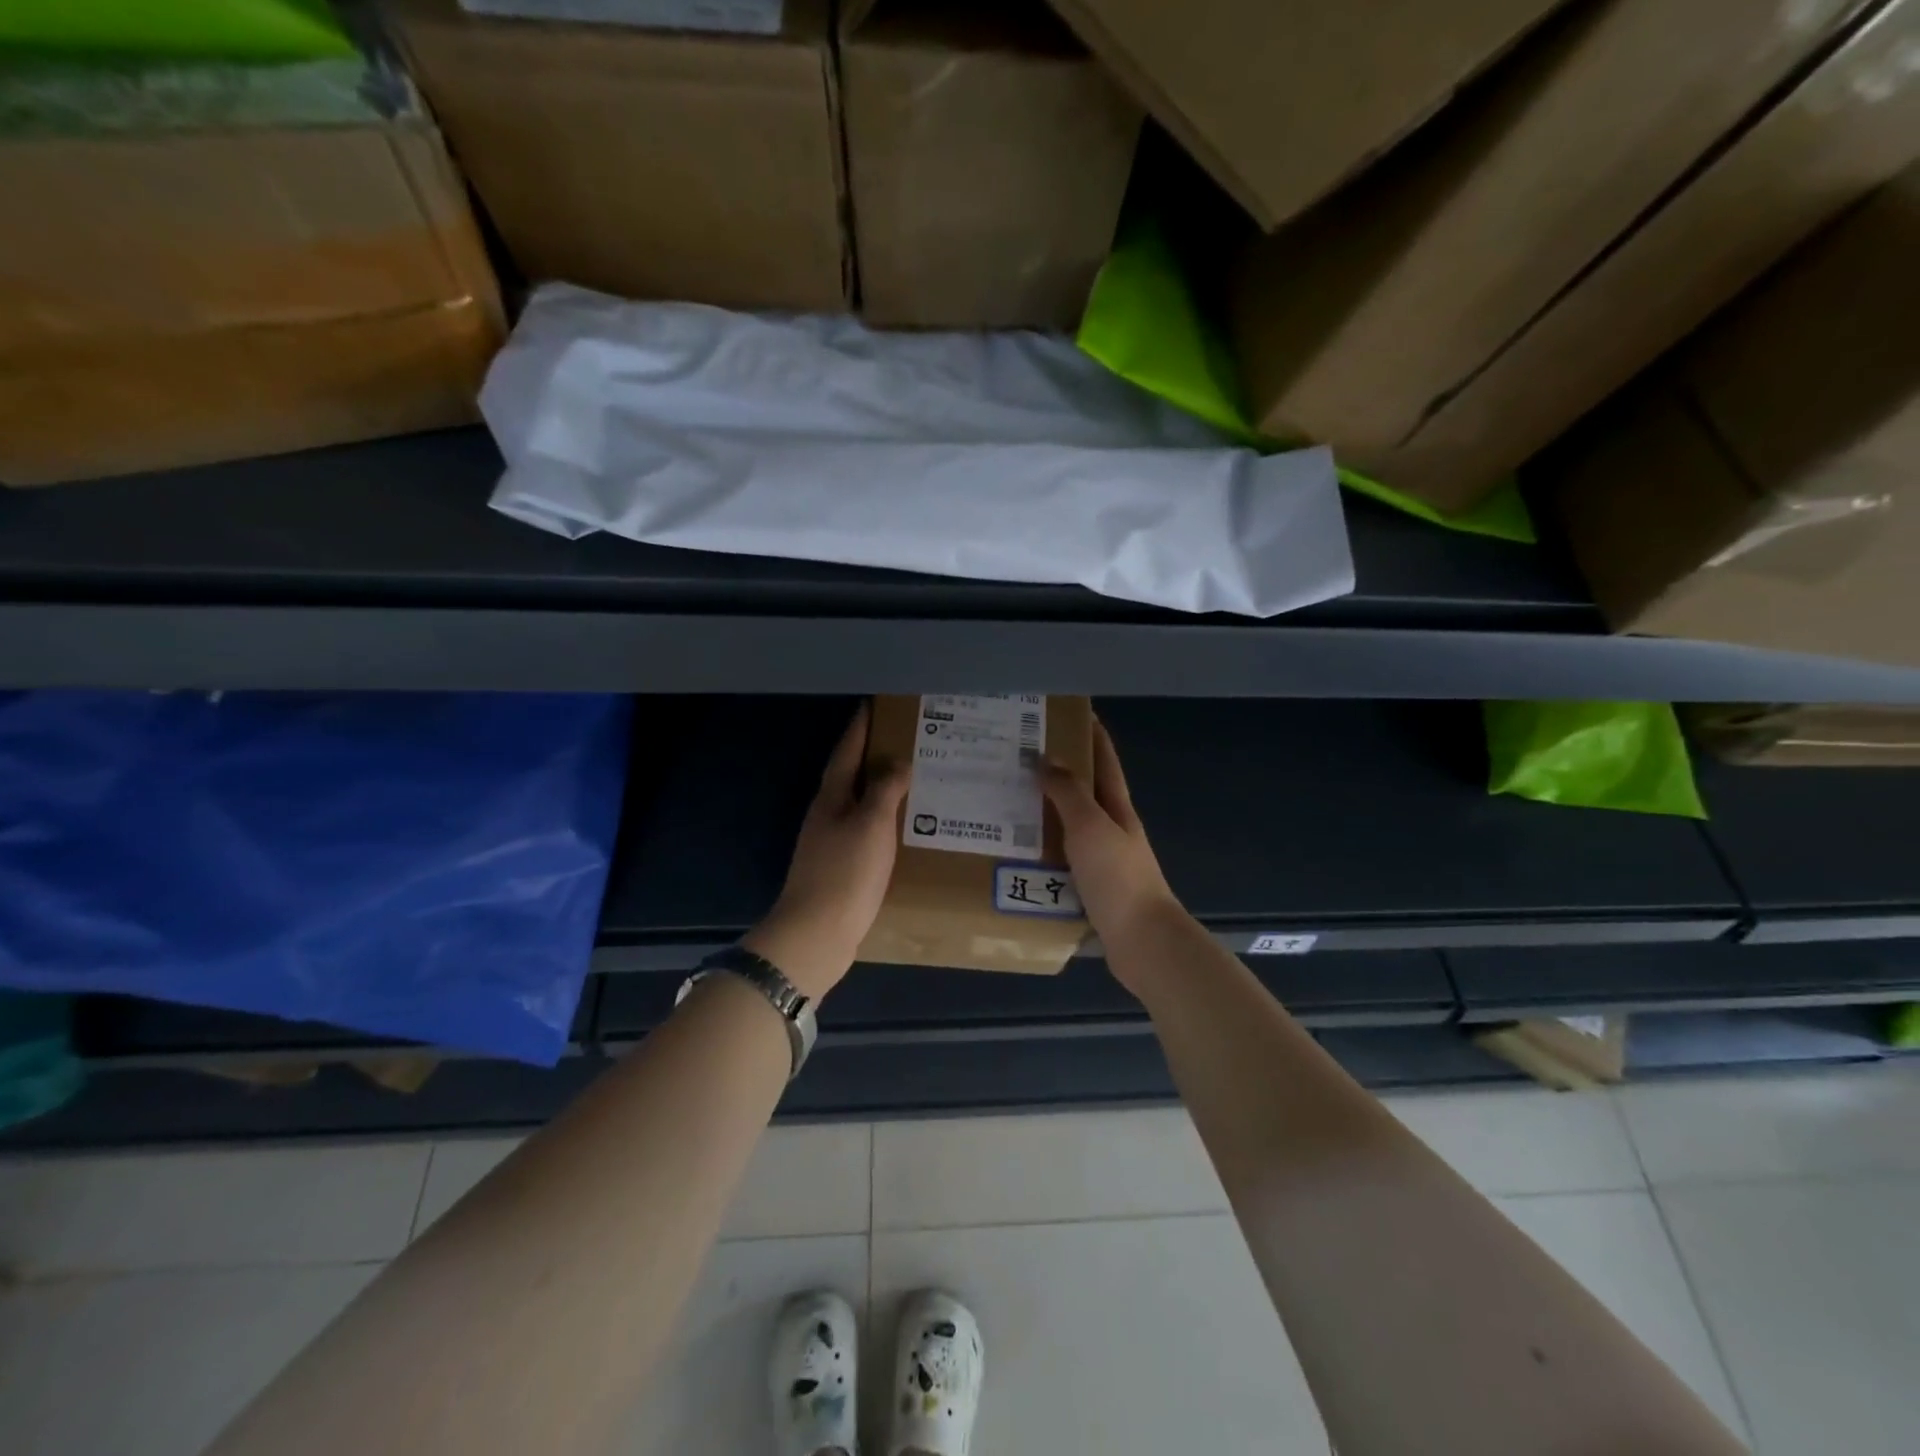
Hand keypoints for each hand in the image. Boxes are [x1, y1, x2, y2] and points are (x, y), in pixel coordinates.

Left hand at [743, 703, 909, 1000]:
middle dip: (873, 756)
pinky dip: (884, 821)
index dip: (859, 729)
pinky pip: (866, 832)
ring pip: (860, 805)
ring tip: (912, 779)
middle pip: (851, 776)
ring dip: (881, 789)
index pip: (846, 753)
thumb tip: (898, 761)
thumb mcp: (871, 824)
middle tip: (905, 740)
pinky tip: (903, 827)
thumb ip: (885, 789)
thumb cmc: (845, 873)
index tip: (873, 706)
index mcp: (831, 798)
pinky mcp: (841, 869)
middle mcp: (827, 815)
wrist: (817, 934)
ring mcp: (831, 844)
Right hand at [1041, 719, 1188, 989]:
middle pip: (1084, 793)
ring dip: (1044, 815)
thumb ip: (1069, 793)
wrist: (1143, 943)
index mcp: (1117, 809)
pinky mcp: (1090, 890)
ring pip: (1069, 828)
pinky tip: (1016, 855)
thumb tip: (1047, 758)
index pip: (1104, 761)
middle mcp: (1112, 830)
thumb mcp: (1090, 827)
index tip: (1066, 713)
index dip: (1090, 734)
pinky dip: (1041, 853)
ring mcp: (1103, 862)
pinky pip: (1060, 862)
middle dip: (1057, 773)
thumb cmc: (1118, 878)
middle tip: (1017, 760)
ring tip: (1006, 805)